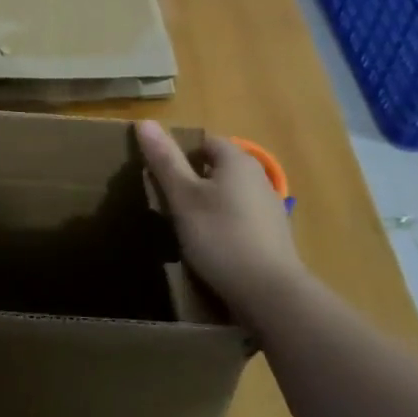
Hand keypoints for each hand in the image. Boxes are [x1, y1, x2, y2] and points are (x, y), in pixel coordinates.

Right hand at [137, 121, 307, 325]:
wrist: (271, 295)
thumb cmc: (221, 237)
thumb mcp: (184, 198)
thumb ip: (165, 160)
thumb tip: (143, 122)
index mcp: (237, 160)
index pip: (203, 142)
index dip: (180, 156)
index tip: (161, 179)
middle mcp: (258, 176)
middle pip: (216, 169)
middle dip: (192, 182)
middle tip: (169, 205)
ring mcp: (270, 207)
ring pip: (229, 196)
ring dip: (209, 206)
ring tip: (187, 229)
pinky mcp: (274, 236)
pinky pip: (241, 219)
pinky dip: (225, 227)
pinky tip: (213, 249)